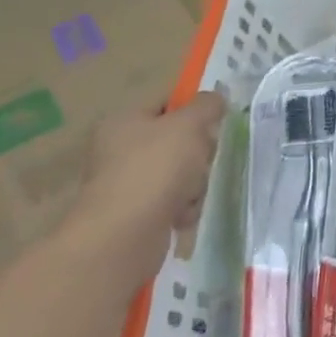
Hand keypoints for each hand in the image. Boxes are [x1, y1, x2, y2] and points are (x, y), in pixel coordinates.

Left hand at [64, 92, 226, 289]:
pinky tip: (183, 215)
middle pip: (178, 139)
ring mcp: (128, 184)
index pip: (166, 101)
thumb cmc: (155, 168)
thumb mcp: (189, 124)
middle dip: (198, 151)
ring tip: (190, 193)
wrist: (123, 236)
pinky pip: (173, 201)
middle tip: (202, 158)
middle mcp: (120, 150)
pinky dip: (184, 207)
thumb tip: (215, 100)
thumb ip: (207, 105)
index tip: (215, 119)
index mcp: (124, 121)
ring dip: (195, 181)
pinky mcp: (137, 215)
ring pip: (180, 171)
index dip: (194, 107)